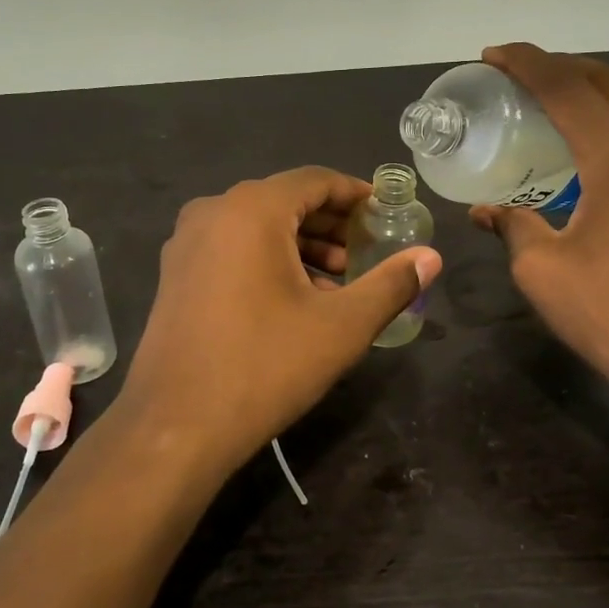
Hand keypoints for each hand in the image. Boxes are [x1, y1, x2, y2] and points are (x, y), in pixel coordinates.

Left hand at [116, 167, 441, 477]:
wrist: (175, 426)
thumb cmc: (264, 366)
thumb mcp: (341, 326)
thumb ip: (391, 284)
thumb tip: (432, 257)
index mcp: (251, 210)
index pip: (316, 181)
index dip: (356, 195)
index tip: (387, 214)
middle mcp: (213, 212)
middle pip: (285, 201)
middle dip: (331, 225)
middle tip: (367, 252)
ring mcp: (186, 243)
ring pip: (257, 227)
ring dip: (301, 246)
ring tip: (338, 282)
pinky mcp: (175, 274)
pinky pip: (232, 248)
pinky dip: (268, 260)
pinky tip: (294, 299)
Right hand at [471, 44, 608, 419]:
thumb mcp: (541, 268)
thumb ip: (512, 224)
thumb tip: (485, 210)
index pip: (567, 88)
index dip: (527, 64)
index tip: (494, 55)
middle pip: (608, 80)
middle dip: (561, 67)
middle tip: (522, 74)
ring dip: (601, 84)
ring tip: (567, 94)